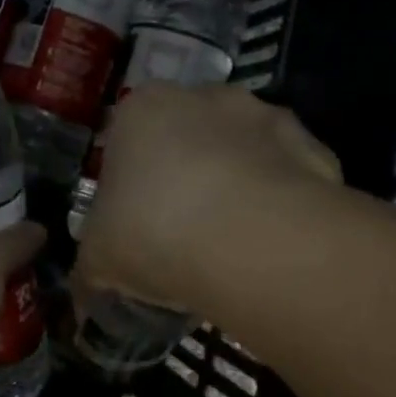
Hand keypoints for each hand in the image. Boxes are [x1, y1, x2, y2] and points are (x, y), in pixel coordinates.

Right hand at [75, 84, 340, 311]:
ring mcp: (266, 116)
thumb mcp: (99, 259)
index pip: (126, 137)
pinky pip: (288, 176)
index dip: (129, 182)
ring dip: (235, 184)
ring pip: (242, 152)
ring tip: (231, 243)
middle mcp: (205, 96)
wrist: (250, 241)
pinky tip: (271, 244)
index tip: (134, 222)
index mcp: (142, 109)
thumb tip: (82, 300)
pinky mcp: (313, 148)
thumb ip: (89, 271)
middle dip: (185, 176)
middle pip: (188, 137)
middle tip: (180, 232)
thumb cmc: (153, 232)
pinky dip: (280, 202)